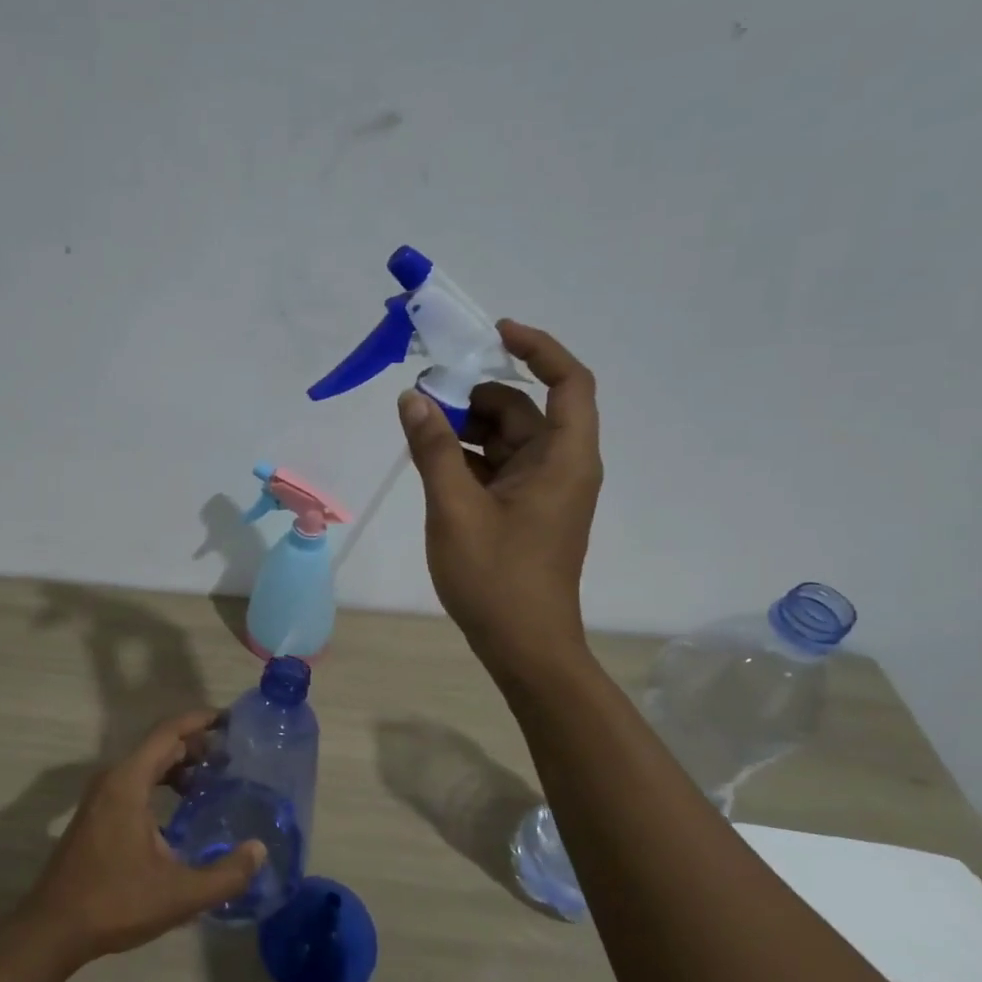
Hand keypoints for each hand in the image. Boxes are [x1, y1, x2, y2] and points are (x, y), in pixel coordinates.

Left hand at [22, 711, 265, 964]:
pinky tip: (181, 808)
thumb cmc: (115, 903)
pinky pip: (134, 782)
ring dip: (178, 766)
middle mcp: (112, 779)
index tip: (230, 721)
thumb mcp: (179, 894)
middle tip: (232, 756)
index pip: (168, 733)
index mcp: (128, 782)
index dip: (199, 721)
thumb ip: (225, 874)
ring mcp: (100, 796)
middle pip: (158, 745)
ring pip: (146, 765)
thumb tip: (259, 851)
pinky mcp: (96, 814)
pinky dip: (161, 782)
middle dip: (195, 745)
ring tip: (213, 780)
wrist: (52, 929)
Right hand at [398, 320, 601, 674]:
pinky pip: (499, 468)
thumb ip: (433, 449)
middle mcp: (562, 467)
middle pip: (525, 409)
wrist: (524, 647)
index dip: (538, 348)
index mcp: (564, 459)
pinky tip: (431, 463)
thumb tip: (412, 398)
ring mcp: (544, 491)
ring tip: (418, 431)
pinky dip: (468, 458)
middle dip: (476, 396)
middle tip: (423, 397)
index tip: (494, 334)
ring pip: (507, 439)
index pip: (569, 382)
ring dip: (466, 429)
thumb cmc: (496, 577)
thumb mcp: (455, 507)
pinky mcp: (526, 511)